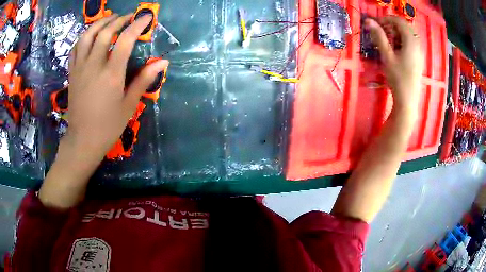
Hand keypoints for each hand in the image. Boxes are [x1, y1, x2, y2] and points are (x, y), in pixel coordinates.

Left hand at [65, 13, 168, 166]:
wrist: (83, 140)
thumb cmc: (108, 126)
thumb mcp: (129, 105)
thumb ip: (143, 80)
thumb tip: (162, 62)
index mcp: (111, 74)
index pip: (125, 40)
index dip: (137, 25)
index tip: (147, 17)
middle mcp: (93, 66)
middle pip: (105, 32)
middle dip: (119, 19)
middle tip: (129, 16)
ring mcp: (80, 68)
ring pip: (87, 36)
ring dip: (99, 23)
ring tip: (109, 19)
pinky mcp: (72, 73)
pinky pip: (76, 48)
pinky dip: (84, 37)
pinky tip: (91, 36)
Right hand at [365, 16, 423, 111]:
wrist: (408, 100)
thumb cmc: (397, 78)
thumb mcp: (387, 56)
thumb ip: (379, 37)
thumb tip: (368, 21)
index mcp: (411, 41)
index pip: (399, 21)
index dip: (386, 19)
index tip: (376, 24)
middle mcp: (417, 44)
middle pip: (405, 26)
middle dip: (392, 25)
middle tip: (381, 31)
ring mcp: (419, 52)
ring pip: (408, 34)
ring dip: (397, 33)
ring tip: (387, 40)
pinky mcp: (418, 59)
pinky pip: (411, 43)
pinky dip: (402, 40)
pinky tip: (396, 48)